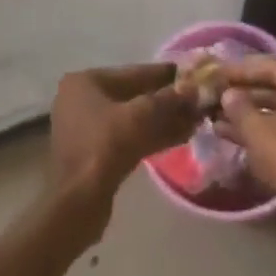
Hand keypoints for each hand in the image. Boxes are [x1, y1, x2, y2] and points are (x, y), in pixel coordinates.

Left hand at [45, 64, 198, 243]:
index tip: (190, 73)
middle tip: (197, 101)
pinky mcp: (96, 154)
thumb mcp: (140, 116)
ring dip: (164, 120)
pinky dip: (153, 136)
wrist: (78, 202)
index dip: (164, 74)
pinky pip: (129, 137)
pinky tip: (182, 137)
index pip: (133, 73)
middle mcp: (83, 100)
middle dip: (166, 101)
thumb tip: (193, 88)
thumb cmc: (105, 146)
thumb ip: (167, 99)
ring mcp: (88, 128)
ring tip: (196, 120)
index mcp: (86, 82)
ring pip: (133, 119)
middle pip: (133, 96)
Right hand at [217, 58, 275, 260]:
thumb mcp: (260, 134)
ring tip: (222, 126)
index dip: (240, 71)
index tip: (218, 75)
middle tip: (219, 101)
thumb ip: (241, 109)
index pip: (271, 66)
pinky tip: (248, 149)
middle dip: (248, 97)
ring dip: (257, 120)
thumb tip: (229, 95)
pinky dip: (274, 137)